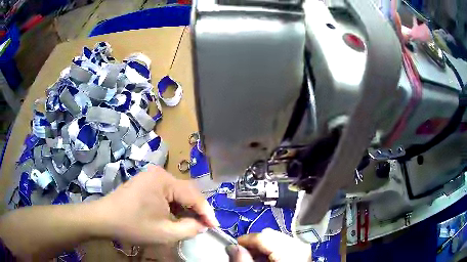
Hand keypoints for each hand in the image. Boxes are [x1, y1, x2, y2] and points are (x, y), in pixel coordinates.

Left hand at [92, 165, 218, 243]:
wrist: (103, 218)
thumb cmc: (133, 225)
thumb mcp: (165, 233)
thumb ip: (190, 229)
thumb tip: (203, 225)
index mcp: (164, 180)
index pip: (194, 195)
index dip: (207, 212)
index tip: (215, 227)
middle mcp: (159, 173)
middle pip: (186, 192)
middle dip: (197, 210)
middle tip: (204, 226)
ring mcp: (151, 176)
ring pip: (177, 193)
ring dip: (185, 209)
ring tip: (190, 224)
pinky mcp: (146, 182)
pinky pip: (166, 193)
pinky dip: (174, 206)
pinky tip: (174, 217)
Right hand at [226, 228, 311, 261]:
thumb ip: (242, 259)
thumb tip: (232, 247)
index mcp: (290, 249)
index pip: (263, 236)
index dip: (245, 240)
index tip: (233, 247)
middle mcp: (299, 245)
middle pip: (270, 235)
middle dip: (255, 244)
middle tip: (244, 255)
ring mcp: (302, 248)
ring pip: (276, 239)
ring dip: (263, 248)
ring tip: (255, 260)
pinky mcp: (302, 252)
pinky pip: (283, 245)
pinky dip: (272, 251)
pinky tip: (267, 261)